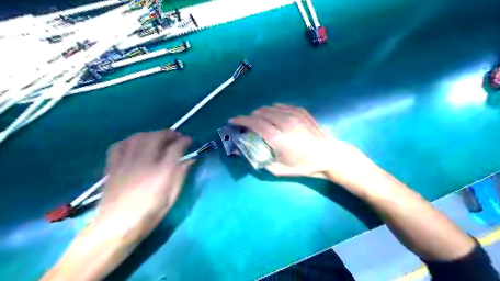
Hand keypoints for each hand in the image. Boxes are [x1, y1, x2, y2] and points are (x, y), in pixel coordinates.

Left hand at [91, 130, 191, 243]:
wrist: (115, 227)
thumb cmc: (149, 215)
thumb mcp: (171, 198)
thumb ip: (180, 176)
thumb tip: (189, 161)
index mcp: (162, 172)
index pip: (175, 148)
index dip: (184, 141)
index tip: (188, 140)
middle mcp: (145, 162)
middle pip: (157, 137)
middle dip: (169, 133)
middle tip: (175, 136)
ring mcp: (127, 162)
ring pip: (138, 137)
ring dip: (151, 134)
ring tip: (158, 137)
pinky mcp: (113, 166)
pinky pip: (120, 145)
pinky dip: (129, 140)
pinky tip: (135, 144)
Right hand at [230, 105, 359, 178]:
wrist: (329, 156)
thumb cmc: (304, 166)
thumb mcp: (279, 170)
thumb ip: (260, 161)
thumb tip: (246, 153)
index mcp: (278, 139)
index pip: (254, 124)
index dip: (241, 120)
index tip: (233, 120)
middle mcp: (285, 123)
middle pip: (261, 113)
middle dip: (250, 117)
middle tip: (248, 124)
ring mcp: (295, 115)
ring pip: (270, 108)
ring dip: (261, 112)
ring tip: (259, 119)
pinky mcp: (302, 111)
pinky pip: (282, 106)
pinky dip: (273, 109)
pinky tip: (274, 115)